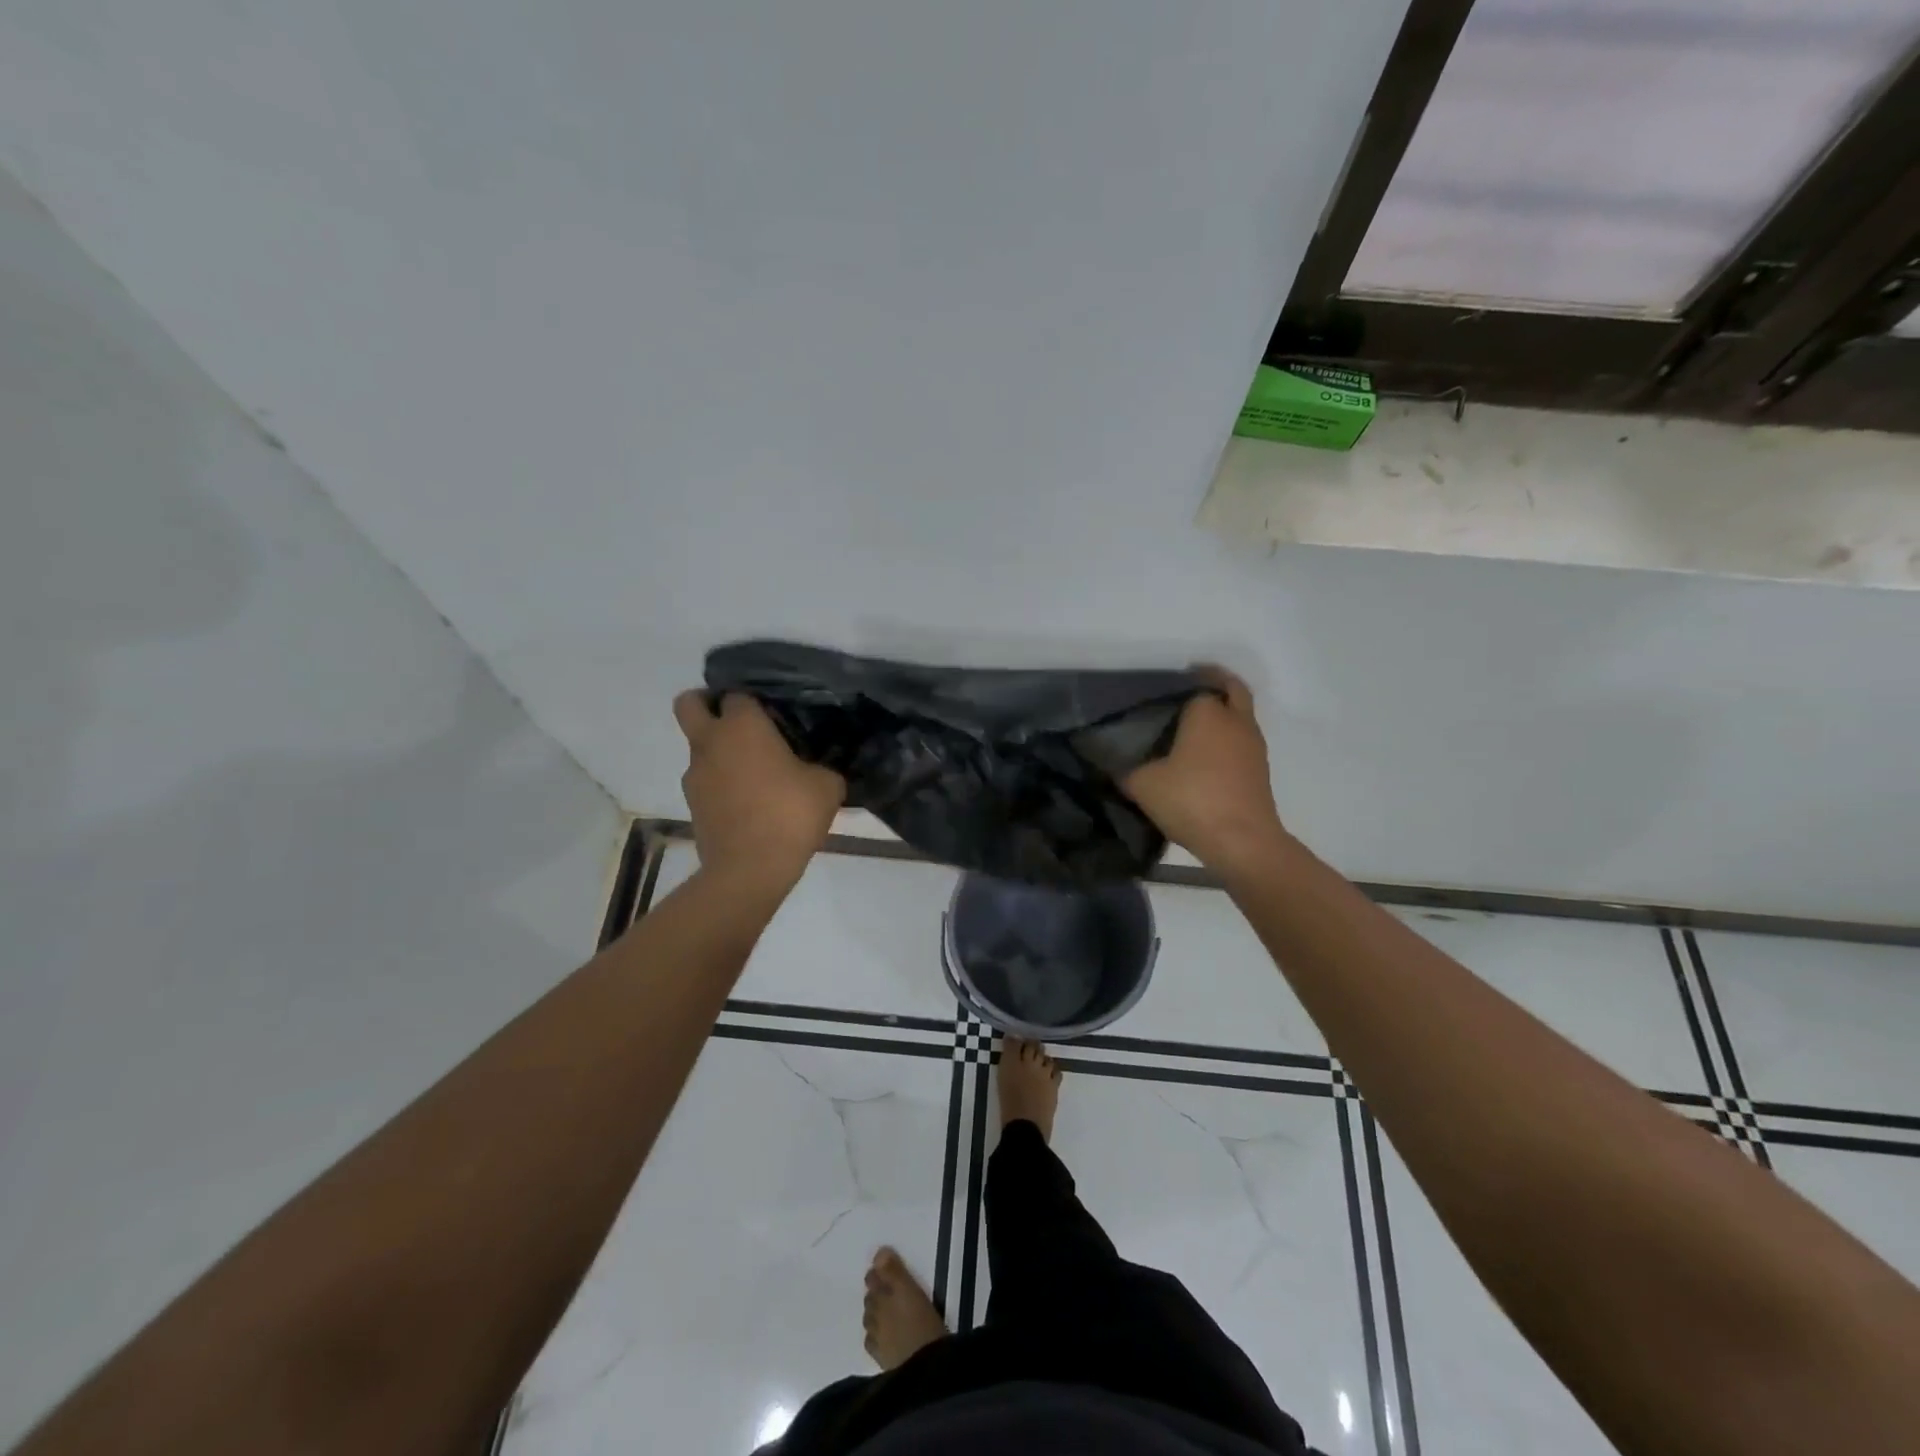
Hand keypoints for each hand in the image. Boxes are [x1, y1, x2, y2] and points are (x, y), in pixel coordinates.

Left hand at [673, 692, 844, 891]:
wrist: (750, 869)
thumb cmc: (790, 814)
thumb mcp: (827, 786)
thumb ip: (822, 767)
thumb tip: (819, 770)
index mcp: (743, 725)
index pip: (738, 693)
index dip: (754, 699)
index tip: (774, 713)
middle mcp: (711, 742)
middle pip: (689, 703)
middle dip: (707, 704)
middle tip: (739, 721)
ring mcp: (695, 774)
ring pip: (698, 747)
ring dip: (719, 751)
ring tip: (755, 774)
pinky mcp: (693, 804)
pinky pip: (705, 781)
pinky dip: (721, 783)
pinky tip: (750, 802)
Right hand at [1123, 668, 1286, 873]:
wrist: (1243, 842)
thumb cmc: (1192, 800)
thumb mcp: (1143, 785)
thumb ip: (1125, 770)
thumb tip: (1112, 765)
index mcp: (1207, 713)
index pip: (1196, 684)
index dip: (1178, 685)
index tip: (1160, 692)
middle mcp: (1235, 720)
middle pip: (1231, 688)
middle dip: (1213, 684)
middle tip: (1185, 694)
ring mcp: (1253, 745)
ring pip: (1239, 716)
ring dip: (1222, 715)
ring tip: (1190, 729)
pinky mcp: (1260, 770)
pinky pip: (1242, 741)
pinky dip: (1227, 740)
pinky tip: (1203, 758)